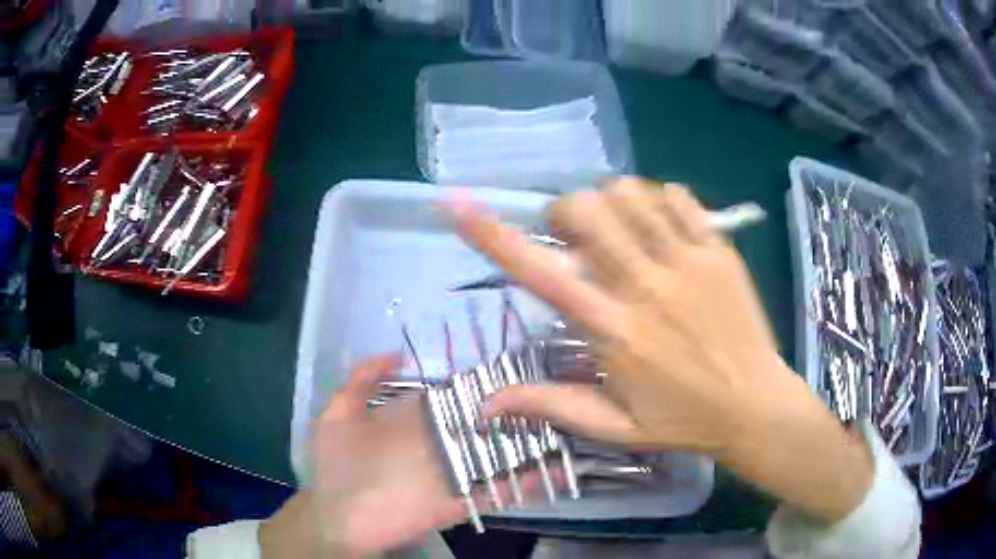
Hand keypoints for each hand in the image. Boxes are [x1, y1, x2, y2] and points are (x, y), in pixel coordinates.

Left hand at [261, 355, 548, 557]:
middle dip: (514, 410)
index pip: (453, 396)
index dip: (480, 382)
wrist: (337, 519)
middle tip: (556, 394)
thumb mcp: (337, 416)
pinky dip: (523, 486)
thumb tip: (397, 353)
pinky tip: (555, 475)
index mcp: (413, 421)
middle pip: (481, 423)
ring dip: (528, 447)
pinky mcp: (458, 502)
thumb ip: (361, 382)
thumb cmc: (335, 466)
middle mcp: (439, 443)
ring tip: (567, 430)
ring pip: (495, 456)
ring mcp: (452, 474)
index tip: (515, 365)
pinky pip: (494, 492)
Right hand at [450, 177, 872, 522]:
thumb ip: (548, 406)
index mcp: (614, 332)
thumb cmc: (682, 421)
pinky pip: (678, 196)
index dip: (493, 236)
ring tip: (618, 229)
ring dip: (610, 202)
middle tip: (574, 236)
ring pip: (631, 193)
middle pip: (588, 211)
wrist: (755, 406)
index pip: (541, 274)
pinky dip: (657, 199)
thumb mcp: (611, 427)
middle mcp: (647, 286)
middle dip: (565, 211)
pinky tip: (660, 226)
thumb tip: (483, 405)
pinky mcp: (719, 250)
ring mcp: (688, 261)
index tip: (458, 204)